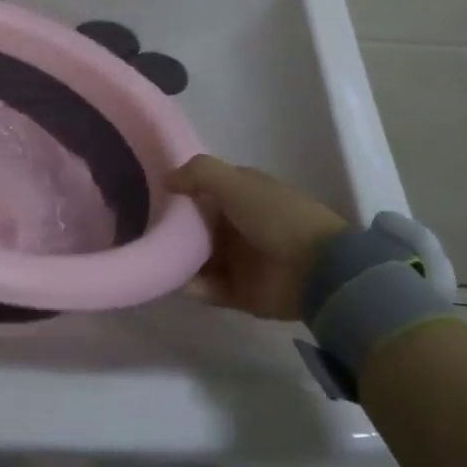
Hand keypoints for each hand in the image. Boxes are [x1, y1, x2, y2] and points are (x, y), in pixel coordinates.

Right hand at [168, 156, 349, 319]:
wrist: (320, 270)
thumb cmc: (276, 216)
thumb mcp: (235, 182)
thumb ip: (198, 173)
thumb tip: (166, 180)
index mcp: (243, 195)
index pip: (206, 190)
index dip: (183, 192)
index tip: (153, 196)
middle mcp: (240, 225)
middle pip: (199, 226)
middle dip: (175, 230)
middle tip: (147, 231)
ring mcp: (242, 260)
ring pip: (201, 258)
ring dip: (180, 260)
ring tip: (156, 260)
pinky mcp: (243, 292)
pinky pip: (210, 289)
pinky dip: (194, 287)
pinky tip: (178, 283)